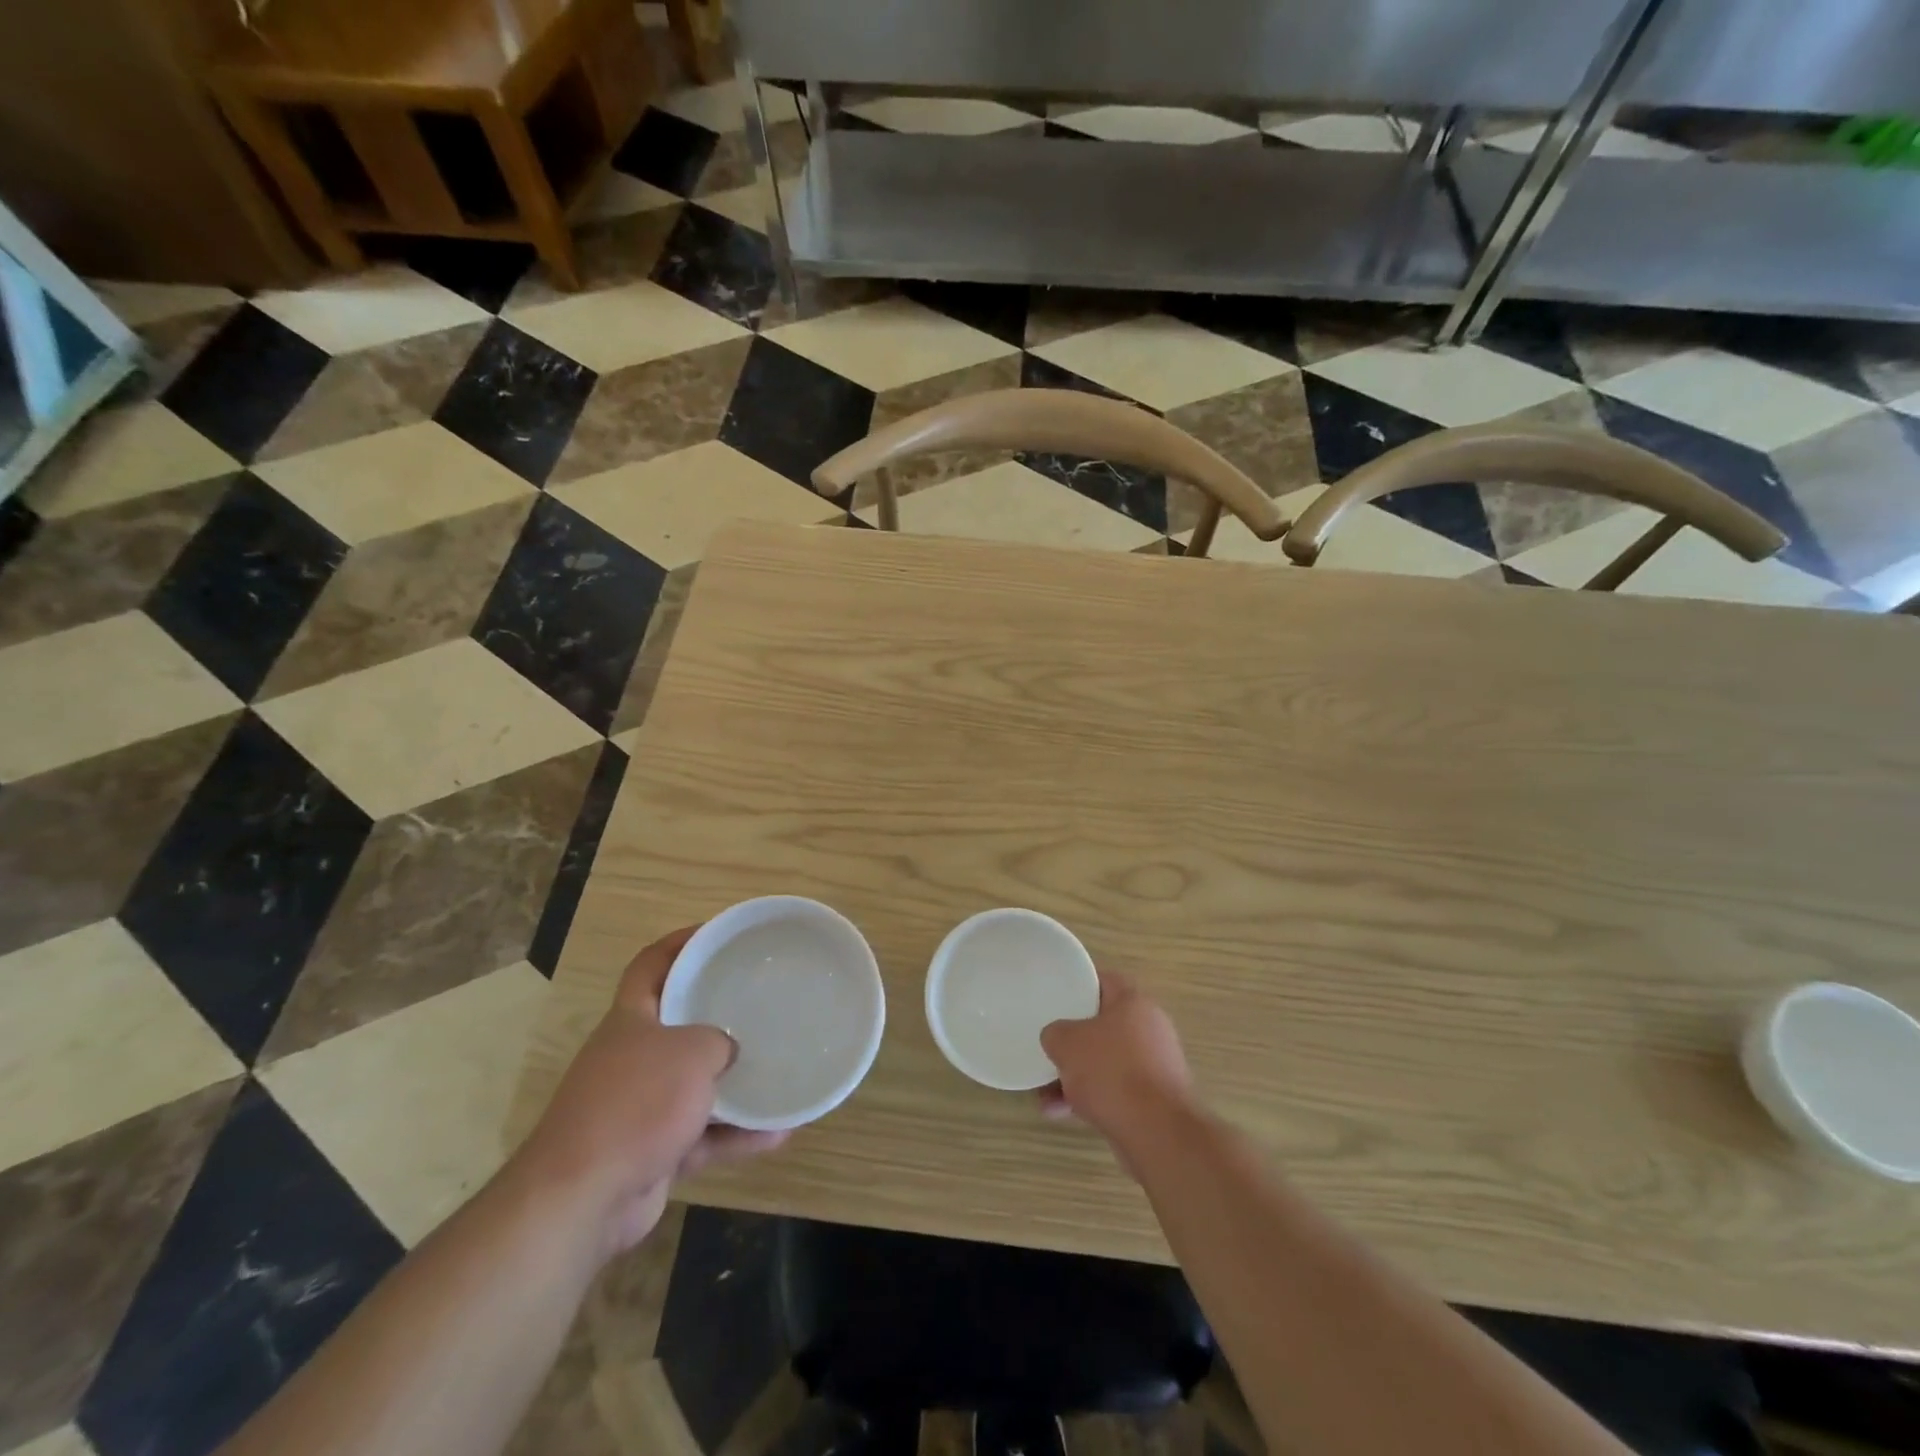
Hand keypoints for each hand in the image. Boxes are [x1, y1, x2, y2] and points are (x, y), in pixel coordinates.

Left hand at [518, 926, 787, 1255]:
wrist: (581, 1198)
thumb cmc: (636, 1103)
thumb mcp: (691, 1052)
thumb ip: (718, 1042)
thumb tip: (728, 1052)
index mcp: (630, 1020)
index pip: (651, 965)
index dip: (680, 943)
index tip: (716, 935)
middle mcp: (630, 1057)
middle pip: (675, 1024)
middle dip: (714, 1014)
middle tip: (757, 1001)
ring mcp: (638, 1107)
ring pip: (693, 1083)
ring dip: (733, 1083)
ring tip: (777, 1070)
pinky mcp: (650, 1152)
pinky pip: (702, 1134)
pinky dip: (735, 1134)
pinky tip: (778, 1134)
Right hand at [1039, 971, 1193, 1139]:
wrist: (1158, 1133)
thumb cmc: (1112, 1072)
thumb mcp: (1067, 1042)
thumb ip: (1055, 1033)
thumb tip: (1057, 1039)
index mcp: (1134, 1003)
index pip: (1103, 981)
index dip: (1077, 985)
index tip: (1055, 996)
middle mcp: (1150, 1029)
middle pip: (1102, 1026)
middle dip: (1073, 1041)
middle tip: (1050, 1048)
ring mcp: (1154, 1066)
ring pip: (1106, 1062)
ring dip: (1076, 1076)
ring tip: (1045, 1095)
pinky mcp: (1154, 1100)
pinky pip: (1115, 1090)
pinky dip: (1090, 1098)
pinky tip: (1061, 1113)